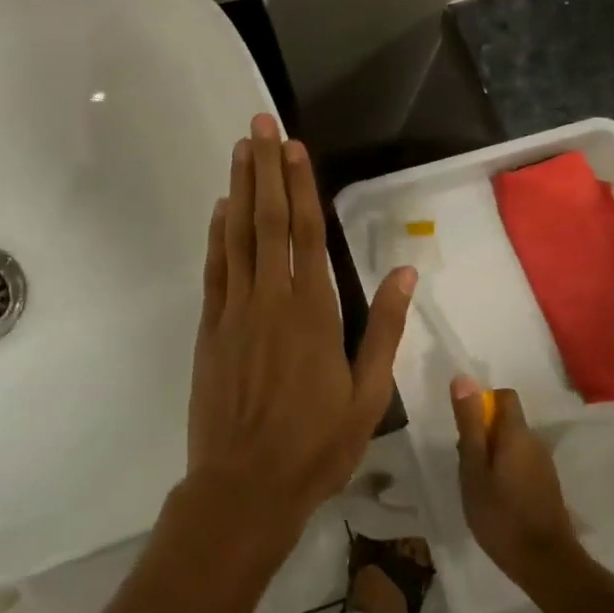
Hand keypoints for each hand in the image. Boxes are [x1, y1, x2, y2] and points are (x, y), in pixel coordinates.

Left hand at [187, 113, 416, 553]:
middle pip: (267, 220)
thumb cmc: (316, 445)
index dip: (299, 185)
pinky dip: (217, 236)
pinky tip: (220, 210)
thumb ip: (383, 329)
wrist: (244, 486)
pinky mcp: (210, 328)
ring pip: (237, 236)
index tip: (294, 147)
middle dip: (264, 169)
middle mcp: (271, 299)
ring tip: (240, 150)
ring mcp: (235, 311)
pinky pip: (215, 270)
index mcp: (314, 311)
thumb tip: (403, 272)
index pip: (307, 232)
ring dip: (239, 189)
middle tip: (259, 125)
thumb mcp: (368, 394)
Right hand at [450, 375, 581, 586]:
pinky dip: (506, 473)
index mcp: (517, 433)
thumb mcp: (473, 467)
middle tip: (466, 466)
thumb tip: (464, 378)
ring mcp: (545, 466)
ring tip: (478, 488)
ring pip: (513, 445)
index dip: (482, 403)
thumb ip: (469, 423)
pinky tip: (497, 502)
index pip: (504, 396)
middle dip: (483, 435)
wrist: (546, 564)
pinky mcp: (548, 487)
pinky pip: (522, 465)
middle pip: (506, 422)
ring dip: (494, 456)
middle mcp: (535, 442)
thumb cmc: (500, 514)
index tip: (466, 430)